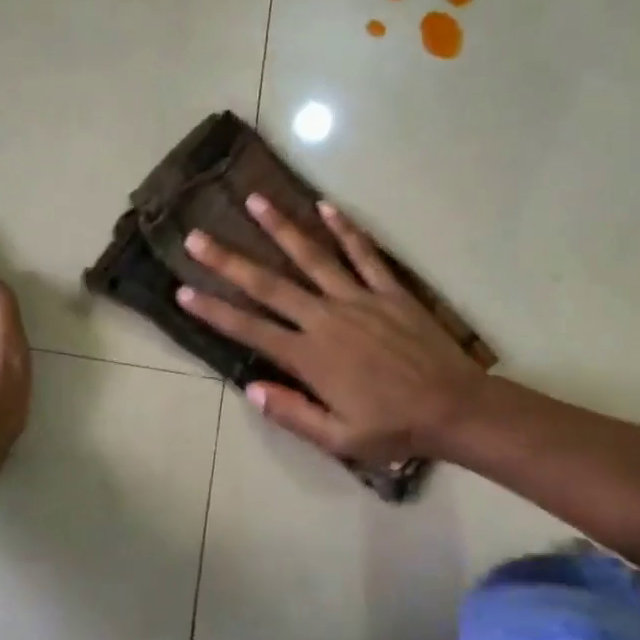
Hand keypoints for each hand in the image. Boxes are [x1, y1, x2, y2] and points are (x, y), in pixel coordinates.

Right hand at [177, 195, 487, 462]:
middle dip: (229, 260)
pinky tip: (325, 207)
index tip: (183, 291)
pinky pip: (364, 254)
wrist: (456, 409)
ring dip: (281, 228)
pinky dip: (345, 229)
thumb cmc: (394, 428)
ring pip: (312, 257)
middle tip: (197, 236)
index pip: (250, 329)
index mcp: (310, 357)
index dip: (213, 311)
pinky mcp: (390, 291)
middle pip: (269, 284)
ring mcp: (359, 299)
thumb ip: (292, 413)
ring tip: (254, 200)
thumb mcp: (338, 438)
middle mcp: (327, 319)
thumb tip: (251, 388)